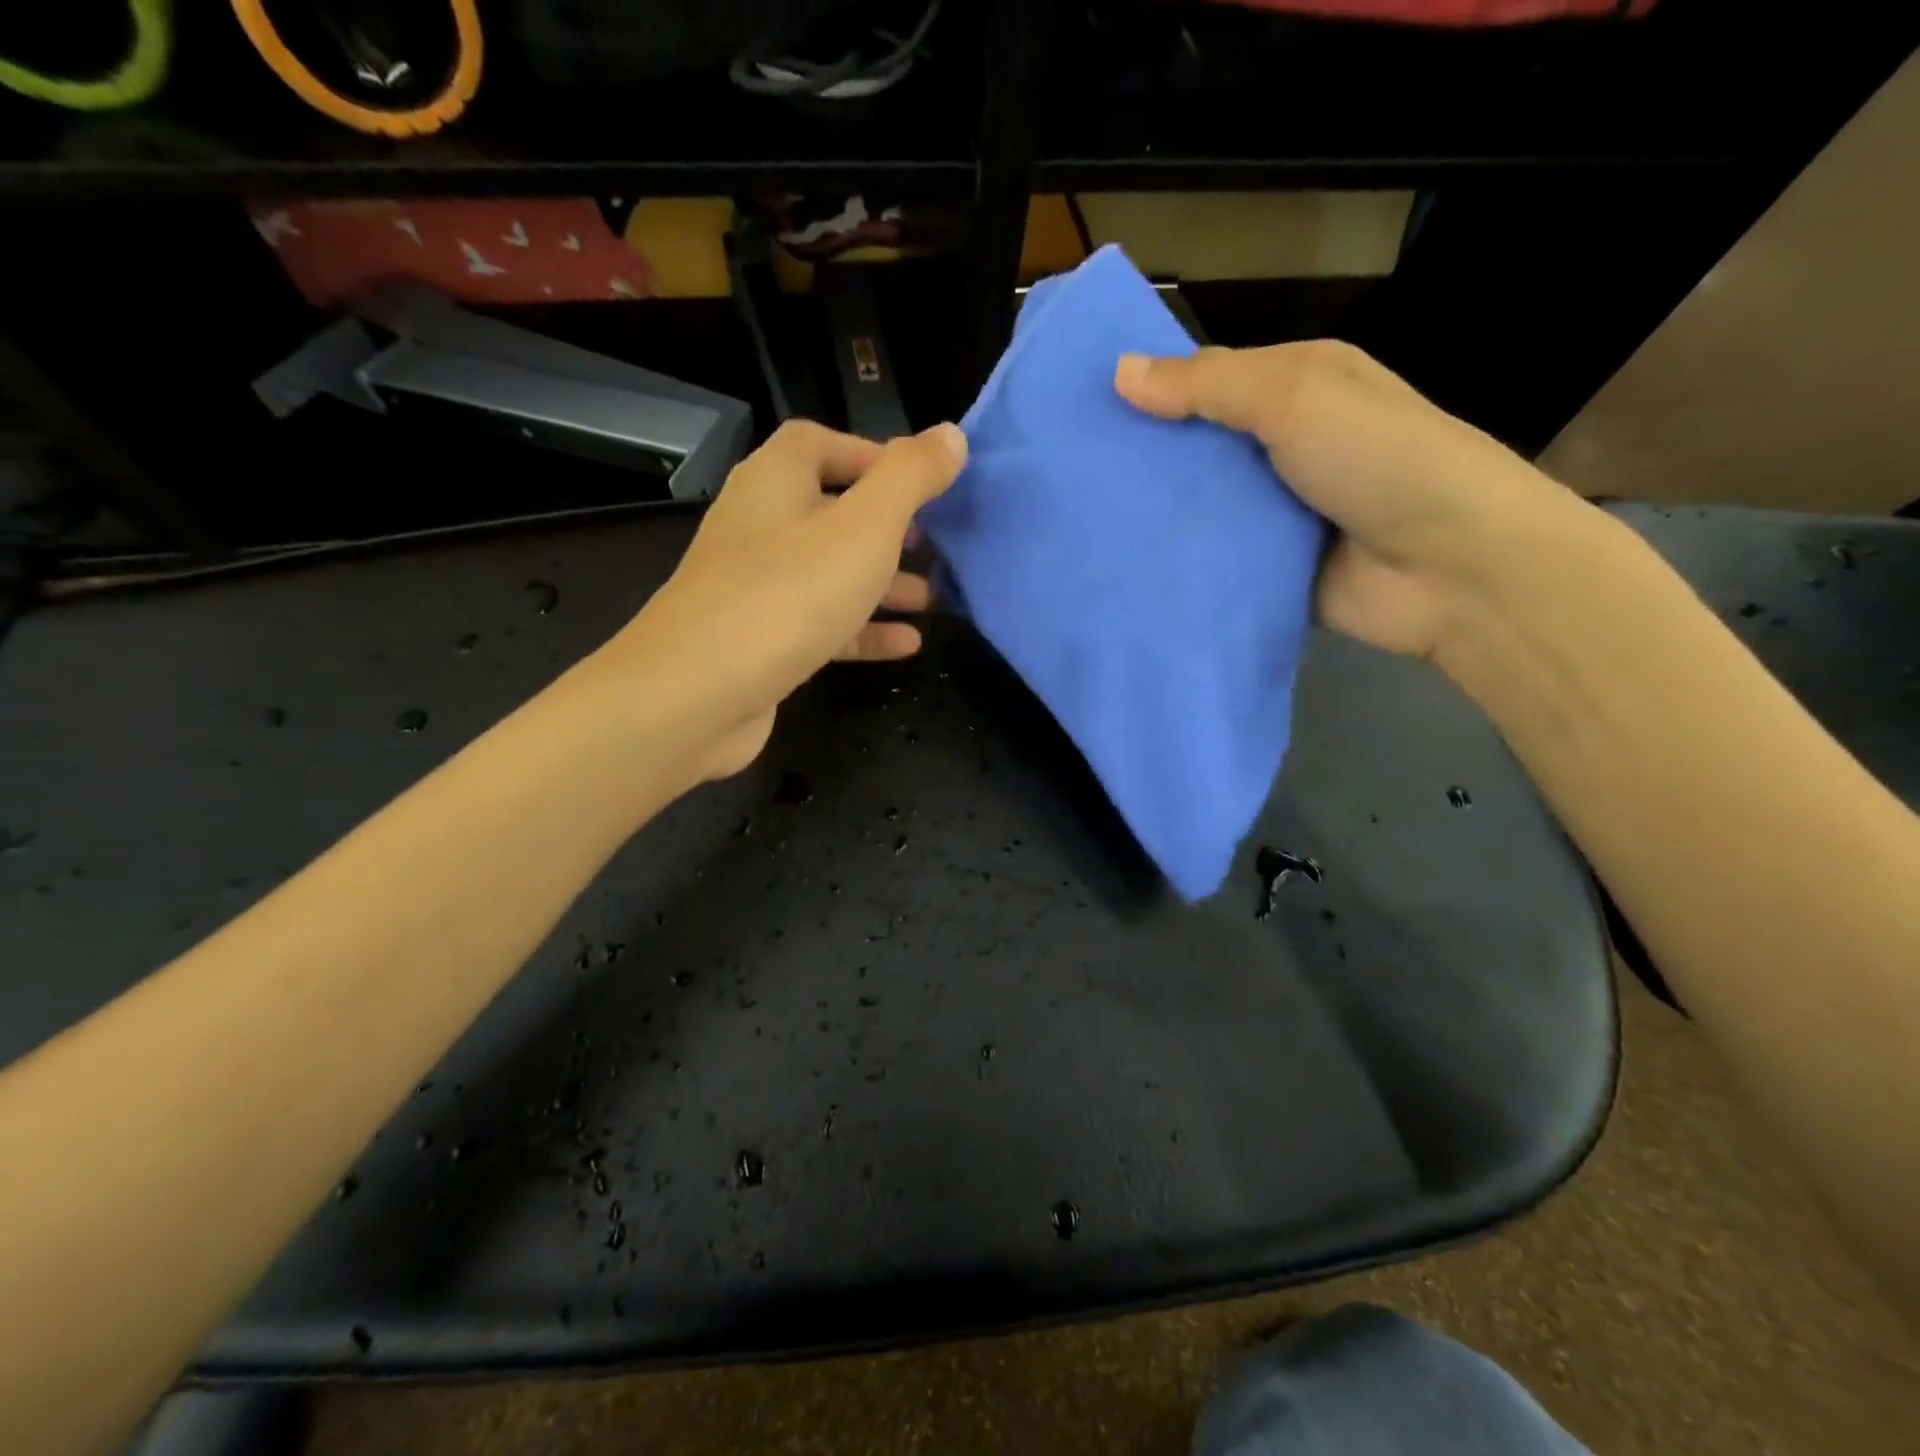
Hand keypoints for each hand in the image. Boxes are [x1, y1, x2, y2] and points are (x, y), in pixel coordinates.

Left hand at [601, 419, 965, 781]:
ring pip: (829, 572)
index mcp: (775, 481)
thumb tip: (951, 435)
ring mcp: (756, 587)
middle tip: (933, 544)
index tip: (922, 484)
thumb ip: (910, 477)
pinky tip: (907, 645)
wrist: (697, 694)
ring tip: (931, 597)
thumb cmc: (789, 594)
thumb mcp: (865, 527)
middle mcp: (759, 526)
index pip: (820, 442)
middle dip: (887, 527)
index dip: (872, 455)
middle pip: (830, 510)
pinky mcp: (760, 641)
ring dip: (881, 582)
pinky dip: (863, 629)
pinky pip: (821, 623)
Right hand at [1114, 341, 1585, 662]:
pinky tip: (1129, 566)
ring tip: (1088, 522)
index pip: (1211, 379)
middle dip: (1148, 458)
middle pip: (1203, 446)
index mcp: (1300, 386)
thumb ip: (1208, 386)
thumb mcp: (1295, 398)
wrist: (1452, 569)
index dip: (1153, 390)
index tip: (1089, 409)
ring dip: (1160, 514)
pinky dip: (1183, 562)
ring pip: (1205, 506)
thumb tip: (1120, 372)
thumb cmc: (1378, 459)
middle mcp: (1288, 445)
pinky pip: (1218, 559)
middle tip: (1077, 473)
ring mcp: (1281, 511)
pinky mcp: (1273, 567)